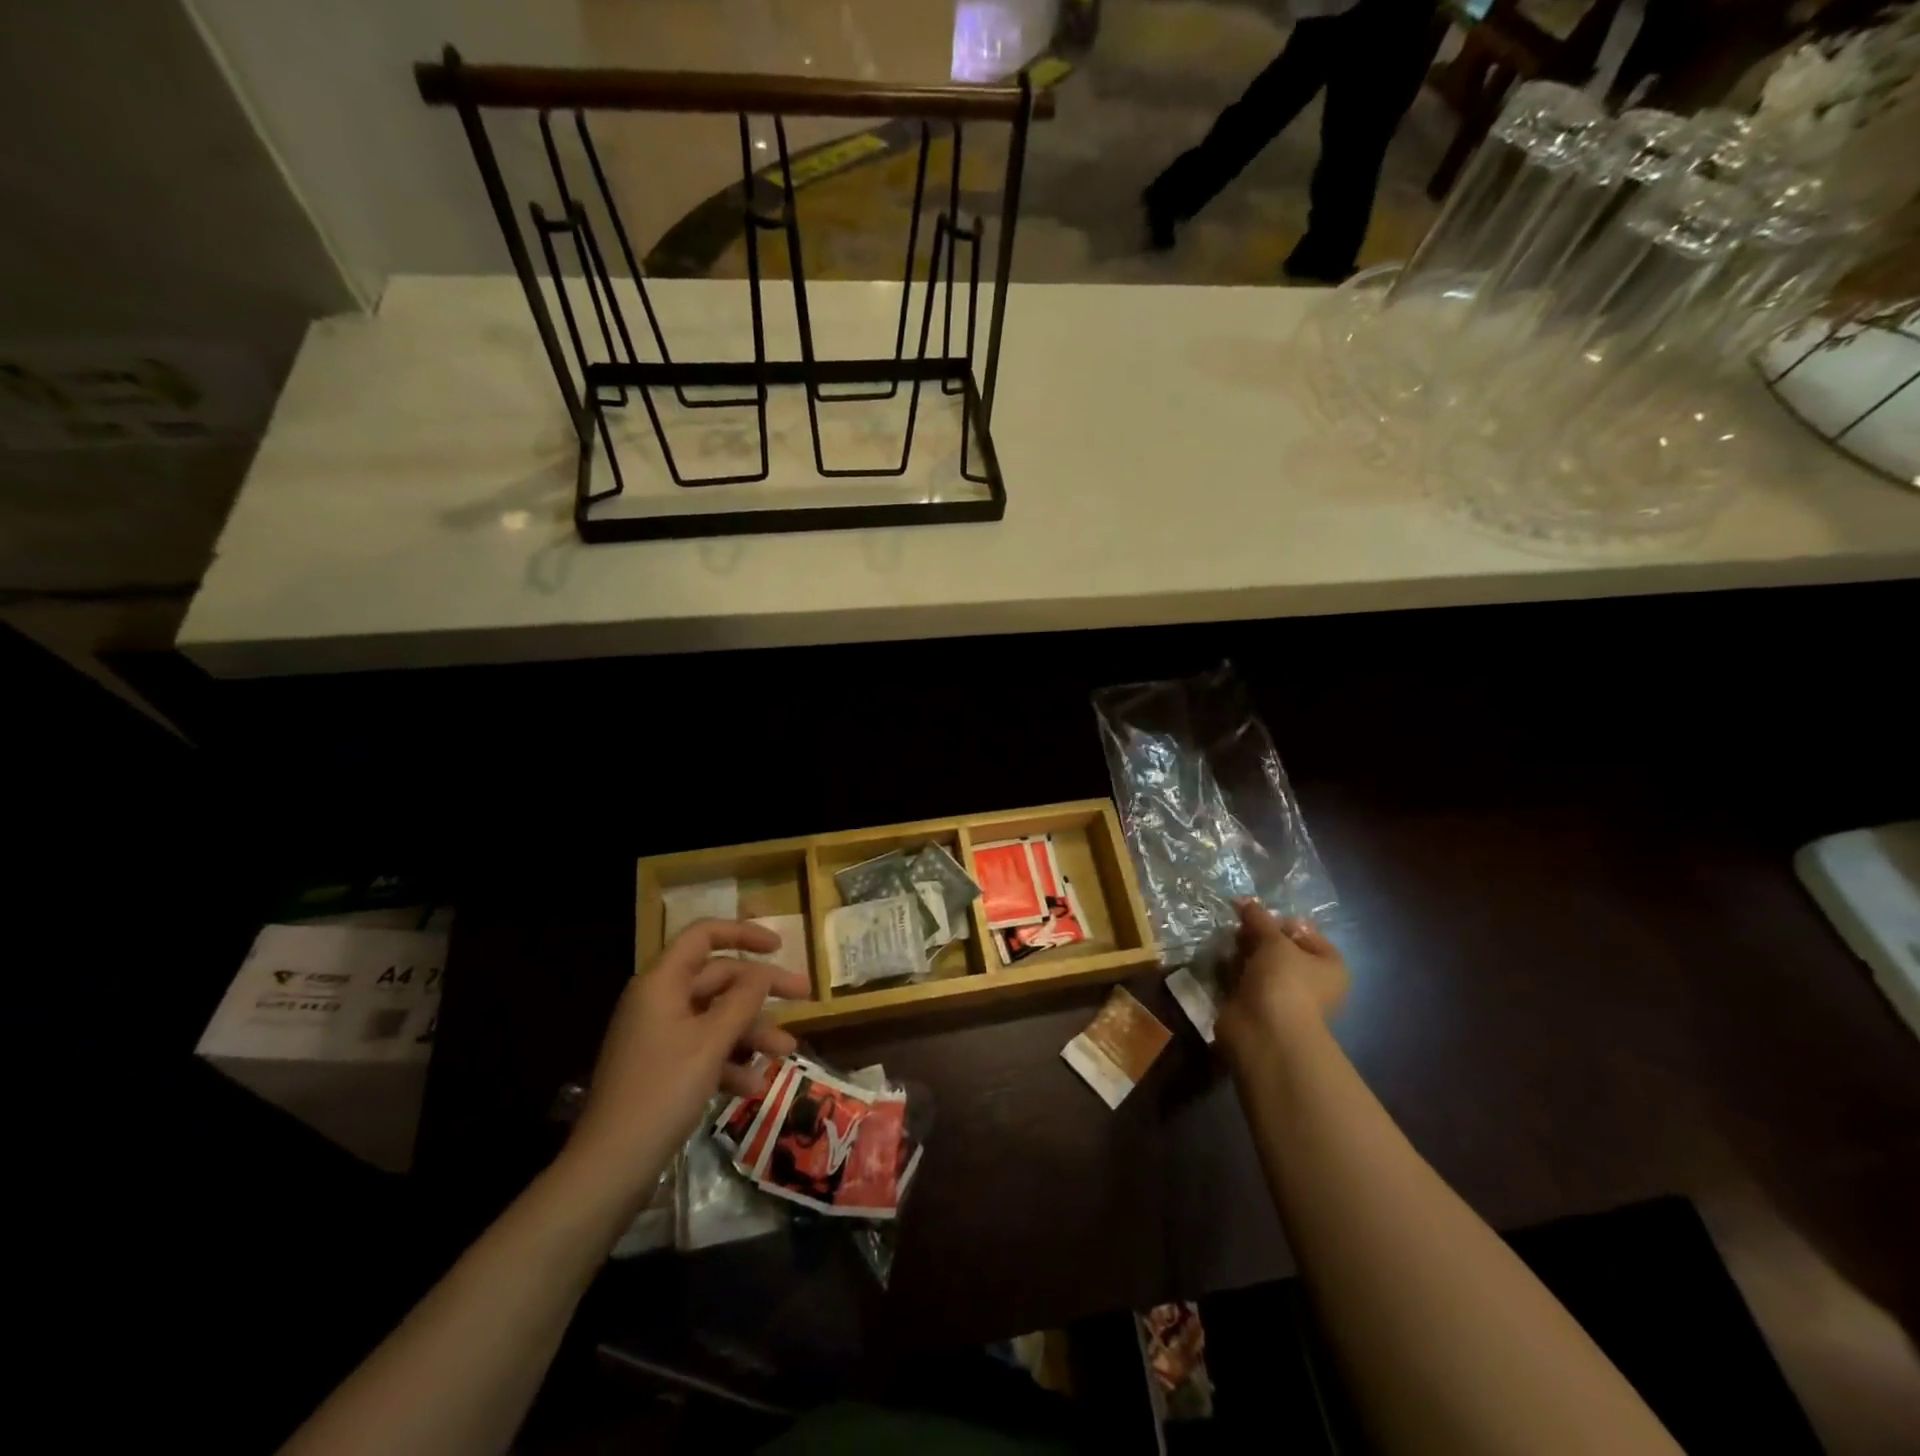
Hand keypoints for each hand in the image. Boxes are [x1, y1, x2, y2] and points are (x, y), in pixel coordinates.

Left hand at [565, 919, 811, 1208]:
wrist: (610, 1166)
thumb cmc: (663, 1091)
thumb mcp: (711, 1042)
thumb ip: (743, 1001)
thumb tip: (762, 973)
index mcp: (662, 982)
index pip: (704, 935)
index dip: (744, 934)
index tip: (779, 947)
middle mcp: (659, 1000)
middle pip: (719, 978)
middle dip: (762, 991)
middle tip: (805, 997)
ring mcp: (659, 1034)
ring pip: (715, 1016)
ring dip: (752, 1031)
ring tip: (787, 1052)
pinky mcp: (661, 1066)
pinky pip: (703, 1048)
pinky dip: (729, 1060)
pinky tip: (752, 1086)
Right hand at [1215, 900, 1348, 1063]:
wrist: (1266, 1032)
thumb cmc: (1285, 981)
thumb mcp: (1274, 941)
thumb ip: (1259, 918)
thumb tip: (1244, 900)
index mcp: (1328, 966)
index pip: (1306, 933)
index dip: (1281, 921)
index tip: (1256, 913)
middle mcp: (1310, 981)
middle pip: (1280, 948)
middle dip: (1256, 935)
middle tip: (1236, 924)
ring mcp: (1282, 996)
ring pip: (1258, 964)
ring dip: (1241, 952)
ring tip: (1224, 939)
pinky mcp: (1256, 1007)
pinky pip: (1242, 980)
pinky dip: (1230, 970)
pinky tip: (1218, 958)